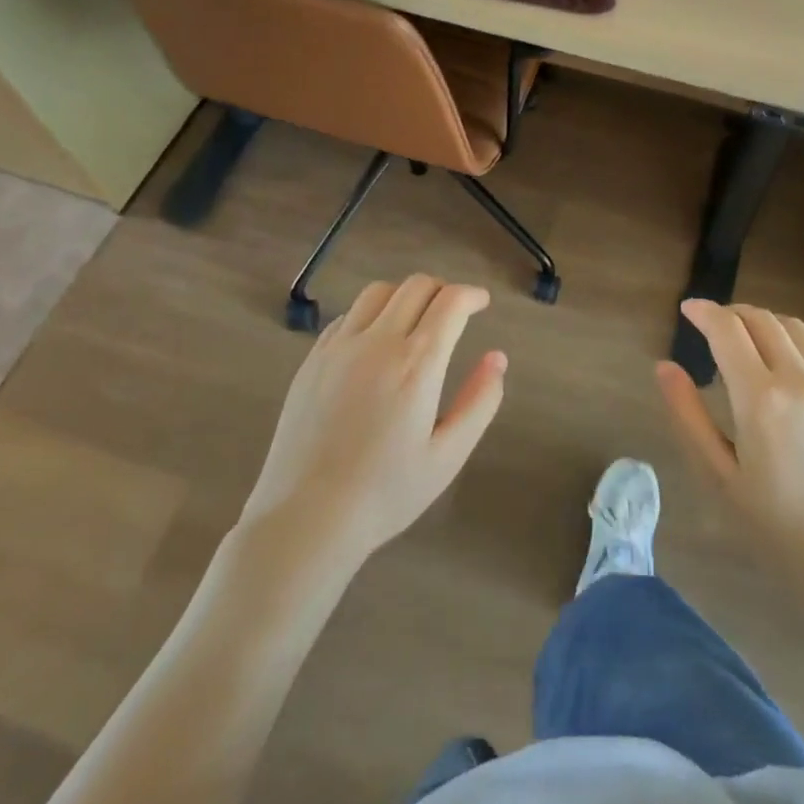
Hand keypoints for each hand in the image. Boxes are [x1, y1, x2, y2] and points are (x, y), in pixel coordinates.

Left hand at [241, 276, 505, 566]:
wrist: (306, 517)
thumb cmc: (386, 493)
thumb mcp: (448, 455)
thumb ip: (480, 401)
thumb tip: (497, 358)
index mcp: (417, 364)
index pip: (450, 302)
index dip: (472, 295)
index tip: (482, 303)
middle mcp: (377, 342)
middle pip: (415, 286)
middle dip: (443, 290)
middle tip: (454, 312)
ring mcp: (339, 347)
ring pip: (378, 292)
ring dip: (405, 296)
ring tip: (415, 320)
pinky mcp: (312, 360)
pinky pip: (347, 316)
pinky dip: (371, 314)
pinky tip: (375, 342)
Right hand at [656, 300, 803, 589]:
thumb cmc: (776, 525)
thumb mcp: (719, 474)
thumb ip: (688, 415)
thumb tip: (664, 367)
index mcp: (760, 397)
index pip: (727, 329)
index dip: (703, 311)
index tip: (687, 309)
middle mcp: (799, 378)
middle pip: (761, 319)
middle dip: (731, 313)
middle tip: (710, 326)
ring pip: (793, 326)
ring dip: (763, 321)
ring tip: (744, 339)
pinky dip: (793, 340)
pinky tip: (783, 362)